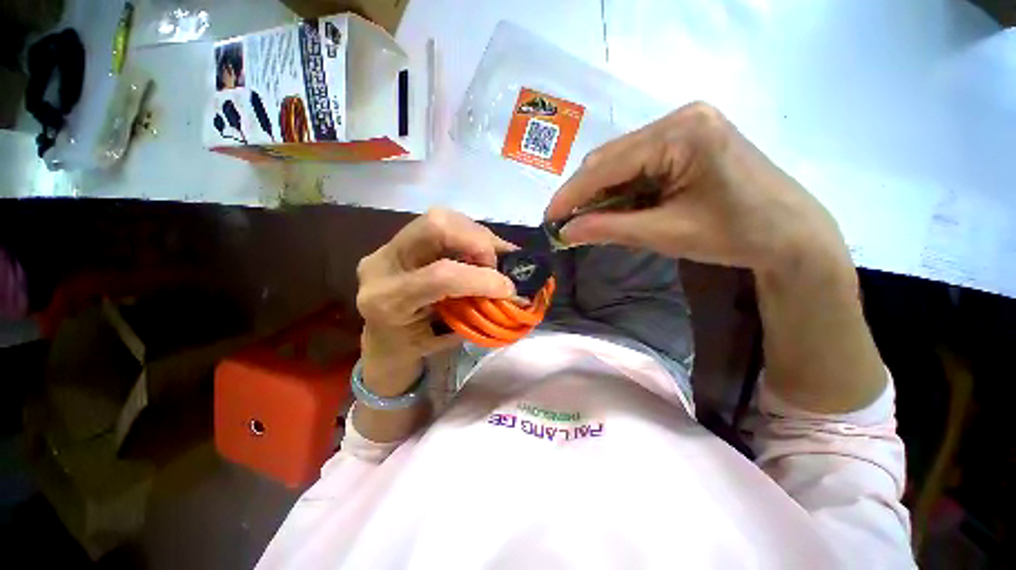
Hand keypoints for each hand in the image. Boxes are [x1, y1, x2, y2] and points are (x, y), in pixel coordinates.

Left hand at [356, 208, 515, 392]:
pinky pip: (440, 223)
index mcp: (389, 301)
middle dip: (479, 241)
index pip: (442, 276)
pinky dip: (469, 234)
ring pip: (440, 218)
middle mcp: (384, 264)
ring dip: (477, 235)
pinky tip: (479, 252)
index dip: (482, 279)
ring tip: (491, 259)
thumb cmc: (411, 347)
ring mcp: (388, 246)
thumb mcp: (443, 340)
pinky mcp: (398, 239)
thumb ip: (475, 313)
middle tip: (497, 265)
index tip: (509, 289)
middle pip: (436, 226)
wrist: (378, 337)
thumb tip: (513, 293)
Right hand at [545, 102, 851, 279]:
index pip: (607, 164)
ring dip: (601, 192)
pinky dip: (621, 188)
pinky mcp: (687, 137)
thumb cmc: (736, 234)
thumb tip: (566, 232)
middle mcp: (680, 117)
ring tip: (591, 220)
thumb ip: (611, 229)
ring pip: (621, 160)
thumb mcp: (666, 234)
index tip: (549, 218)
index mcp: (682, 133)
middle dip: (584, 194)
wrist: (791, 233)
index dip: (572, 194)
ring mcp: (685, 123)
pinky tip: (617, 208)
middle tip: (569, 224)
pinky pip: (638, 162)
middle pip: (611, 157)